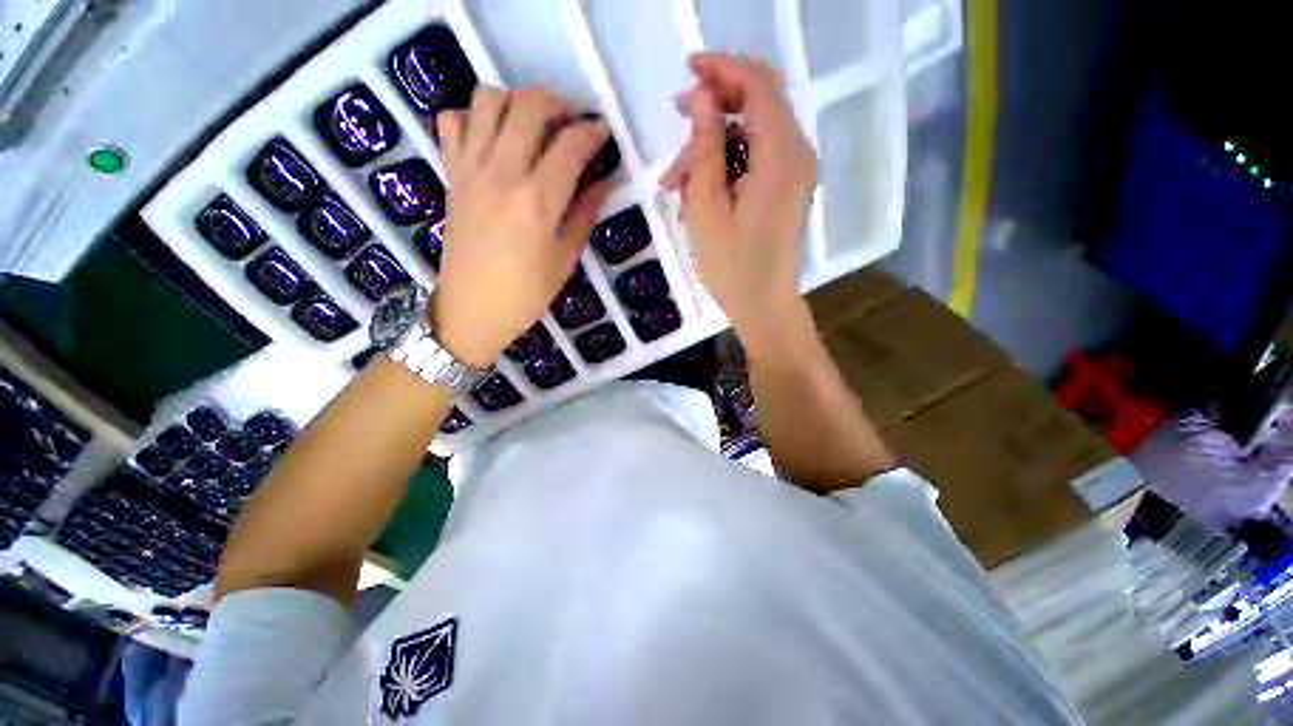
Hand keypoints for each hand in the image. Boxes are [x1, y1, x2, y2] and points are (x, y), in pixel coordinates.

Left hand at [431, 86, 610, 367]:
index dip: (593, 132)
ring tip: (532, 126)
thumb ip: (584, 214)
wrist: (471, 309)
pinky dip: (472, 118)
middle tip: (571, 123)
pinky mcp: (451, 174)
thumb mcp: (565, 259)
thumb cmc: (526, 293)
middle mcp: (502, 173)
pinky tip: (491, 140)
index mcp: (538, 201)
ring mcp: (470, 169)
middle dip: (558, 104)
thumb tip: (602, 183)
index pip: (571, 145)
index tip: (603, 133)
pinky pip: (452, 122)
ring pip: (487, 99)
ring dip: (516, 102)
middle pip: (529, 105)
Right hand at [660, 54, 816, 335]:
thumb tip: (700, 96)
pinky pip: (756, 157)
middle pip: (757, 103)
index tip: (686, 70)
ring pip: (751, 133)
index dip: (721, 68)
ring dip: (712, 147)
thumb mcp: (706, 208)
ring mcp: (795, 171)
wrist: (763, 304)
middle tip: (676, 124)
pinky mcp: (787, 187)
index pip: (757, 85)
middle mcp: (797, 154)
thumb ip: (704, 148)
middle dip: (713, 108)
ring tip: (676, 184)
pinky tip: (700, 194)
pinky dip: (727, 165)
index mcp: (781, 156)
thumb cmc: (731, 266)